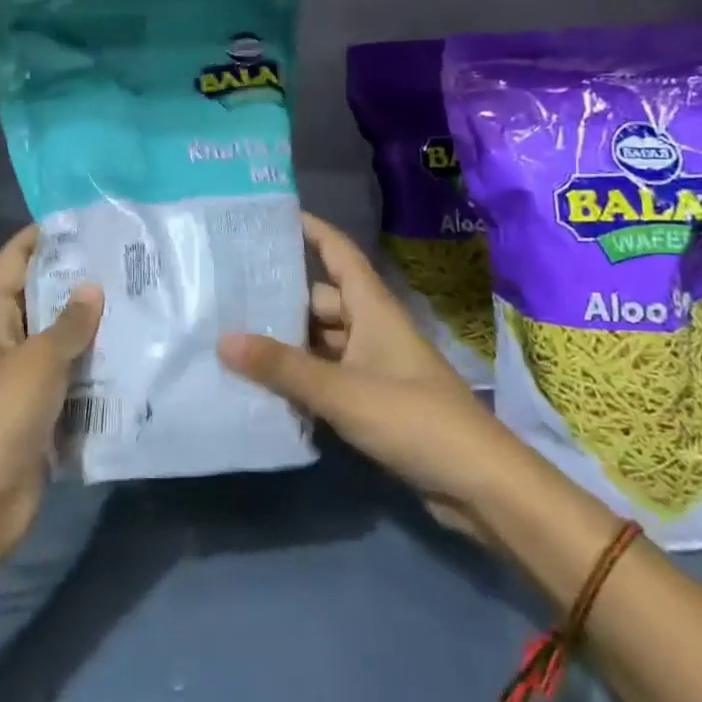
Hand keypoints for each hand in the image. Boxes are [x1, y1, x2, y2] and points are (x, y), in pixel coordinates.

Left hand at [0, 225, 103, 573]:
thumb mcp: (38, 362)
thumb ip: (69, 324)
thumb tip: (92, 288)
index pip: (14, 259)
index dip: (43, 236)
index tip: (86, 220)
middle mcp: (5, 339)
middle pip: (42, 296)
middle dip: (79, 280)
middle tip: (129, 260)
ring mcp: (23, 377)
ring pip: (61, 338)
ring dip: (93, 325)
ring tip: (142, 299)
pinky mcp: (42, 410)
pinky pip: (72, 377)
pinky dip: (96, 366)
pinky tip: (136, 352)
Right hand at [217, 212, 499, 537]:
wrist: (478, 484)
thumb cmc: (413, 418)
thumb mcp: (342, 390)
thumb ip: (282, 367)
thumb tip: (223, 339)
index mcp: (372, 309)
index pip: (340, 254)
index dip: (312, 231)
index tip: (272, 218)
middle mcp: (372, 329)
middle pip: (321, 301)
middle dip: (281, 297)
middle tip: (229, 292)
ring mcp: (374, 366)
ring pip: (322, 341)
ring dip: (288, 342)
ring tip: (234, 337)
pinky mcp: (373, 401)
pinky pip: (328, 375)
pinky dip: (301, 376)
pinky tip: (264, 384)